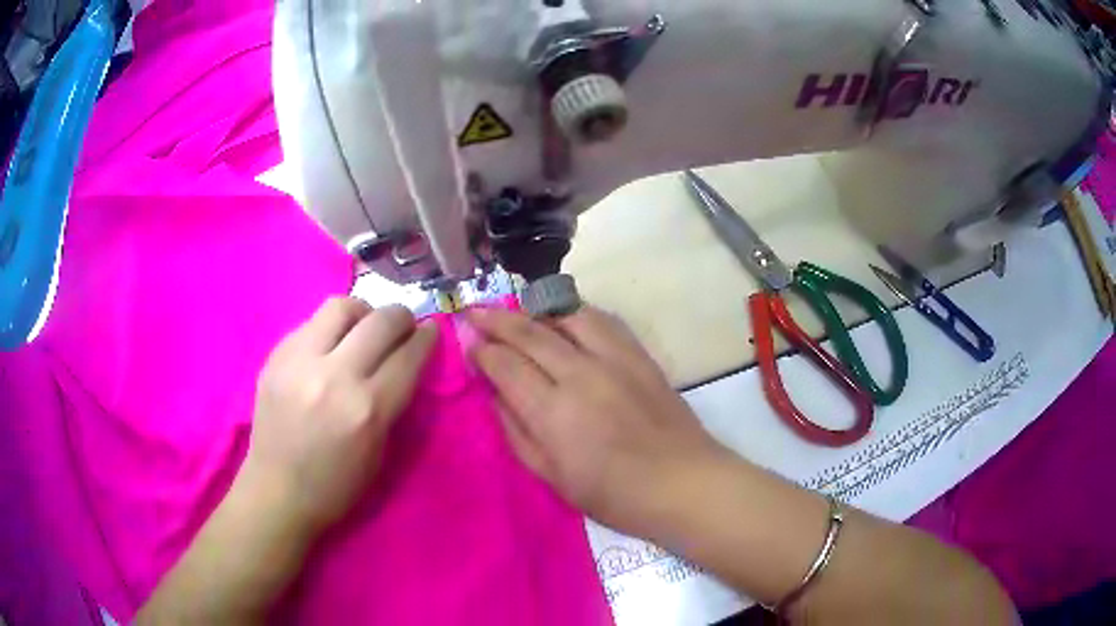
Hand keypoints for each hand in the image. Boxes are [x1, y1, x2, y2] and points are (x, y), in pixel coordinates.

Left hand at [241, 297, 437, 532]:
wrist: (276, 491)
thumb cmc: (335, 485)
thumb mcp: (379, 453)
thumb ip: (392, 404)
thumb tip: (404, 363)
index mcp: (367, 410)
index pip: (407, 357)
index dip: (426, 339)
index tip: (430, 332)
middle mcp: (334, 376)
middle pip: (380, 321)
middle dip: (400, 317)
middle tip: (403, 324)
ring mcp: (300, 361)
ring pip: (340, 307)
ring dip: (362, 312)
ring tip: (363, 326)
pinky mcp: (276, 356)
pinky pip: (311, 323)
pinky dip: (330, 329)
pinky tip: (329, 346)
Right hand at [467, 306, 725, 536]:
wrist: (682, 483)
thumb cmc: (614, 495)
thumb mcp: (553, 478)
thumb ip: (517, 433)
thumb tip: (495, 395)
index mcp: (554, 413)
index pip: (506, 365)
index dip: (481, 350)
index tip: (466, 341)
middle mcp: (581, 374)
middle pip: (530, 333)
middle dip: (496, 319)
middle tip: (475, 311)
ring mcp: (614, 359)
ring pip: (566, 315)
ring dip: (534, 307)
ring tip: (516, 309)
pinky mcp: (639, 354)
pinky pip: (602, 320)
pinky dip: (575, 311)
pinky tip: (563, 315)